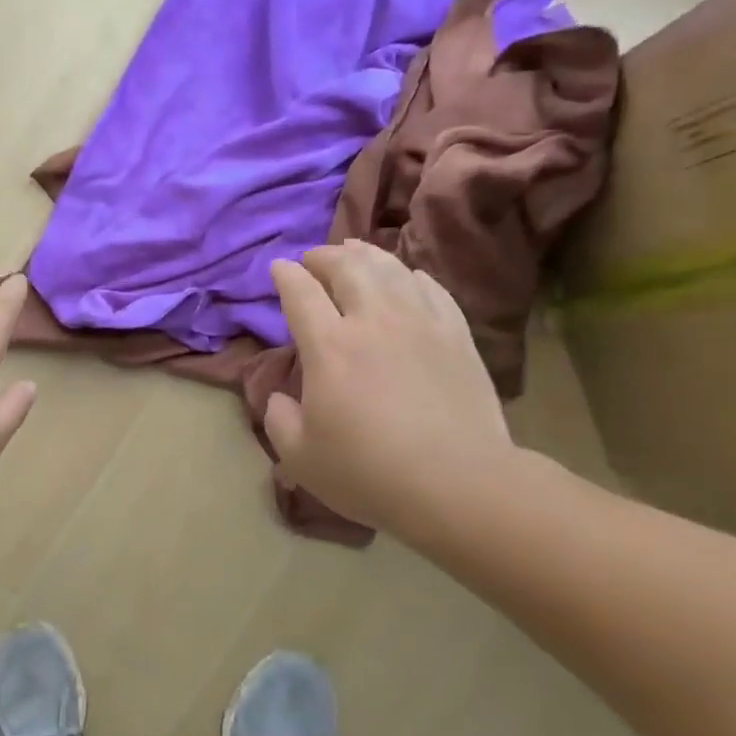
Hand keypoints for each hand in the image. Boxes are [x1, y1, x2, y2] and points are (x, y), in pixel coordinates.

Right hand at [264, 240, 517, 536]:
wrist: (457, 483)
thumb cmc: (368, 473)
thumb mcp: (300, 457)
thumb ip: (278, 419)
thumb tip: (279, 396)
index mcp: (329, 348)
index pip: (301, 293)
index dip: (285, 275)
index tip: (278, 268)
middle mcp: (373, 321)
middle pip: (346, 267)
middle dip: (324, 256)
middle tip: (313, 260)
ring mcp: (420, 322)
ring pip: (390, 269)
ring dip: (365, 255)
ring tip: (354, 252)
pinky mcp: (456, 334)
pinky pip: (431, 288)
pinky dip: (411, 275)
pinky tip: (407, 277)